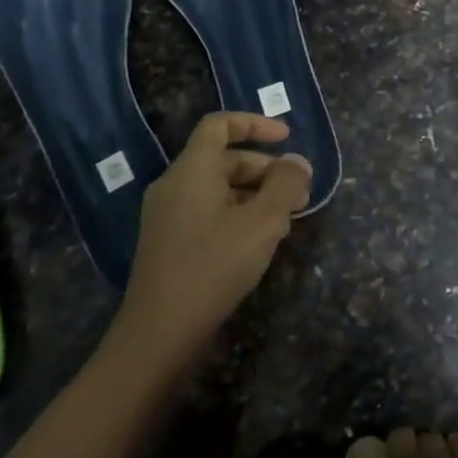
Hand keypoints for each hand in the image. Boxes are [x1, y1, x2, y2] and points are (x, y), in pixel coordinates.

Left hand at [119, 113, 311, 355]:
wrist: (158, 334)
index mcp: (192, 170)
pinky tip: (260, 242)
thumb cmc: (213, 266)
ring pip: (218, 188)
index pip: (219, 125)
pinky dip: (237, 214)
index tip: (287, 138)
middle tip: (299, 192)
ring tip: (287, 221)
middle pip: (223, 158)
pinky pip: (207, 211)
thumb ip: (285, 186)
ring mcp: (168, 215)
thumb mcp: (261, 223)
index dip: (255, 123)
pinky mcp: (169, 242)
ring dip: (255, 195)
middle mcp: (175, 185)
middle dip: (265, 169)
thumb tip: (298, 162)